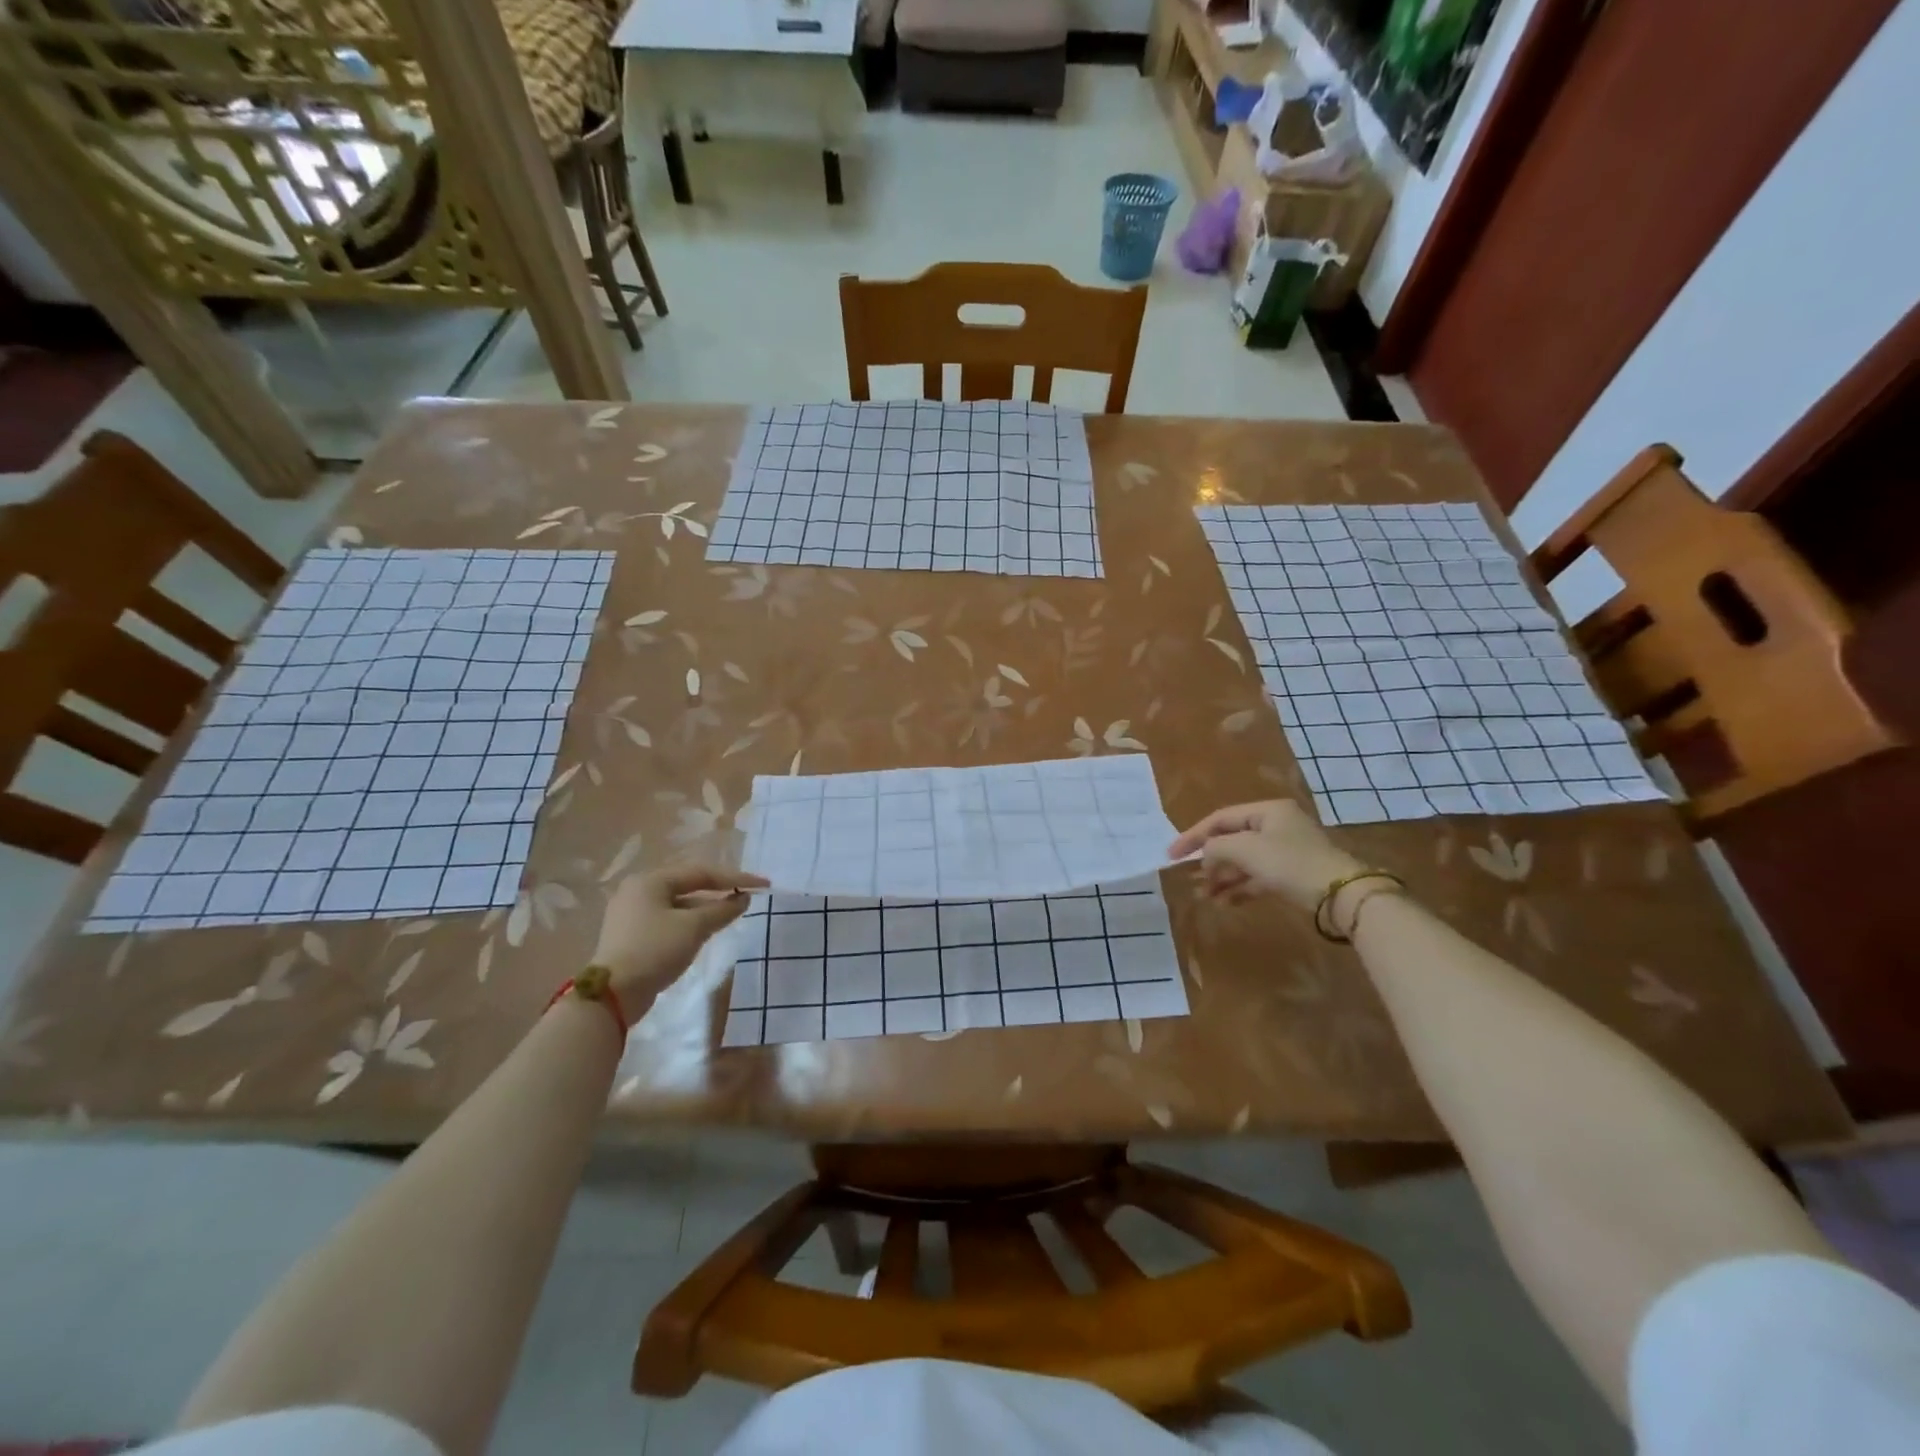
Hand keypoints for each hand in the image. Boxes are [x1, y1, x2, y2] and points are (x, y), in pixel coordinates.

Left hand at [591, 865, 766, 1001]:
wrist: (612, 995)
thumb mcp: (693, 927)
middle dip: (720, 891)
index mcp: (651, 880)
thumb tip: (744, 899)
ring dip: (706, 908)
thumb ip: (722, 910)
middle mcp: (638, 891)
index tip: (763, 885)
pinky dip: (690, 922)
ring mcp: (632, 914)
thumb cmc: (655, 950)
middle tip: (747, 897)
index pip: (701, 872)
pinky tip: (706, 930)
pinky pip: (669, 920)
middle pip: (689, 885)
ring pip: (679, 904)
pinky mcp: (632, 936)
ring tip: (732, 914)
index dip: (735, 879)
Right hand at [1169, 799, 1364, 911]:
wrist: (1340, 895)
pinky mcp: (1291, 875)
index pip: (1220, 818)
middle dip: (1209, 861)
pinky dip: (1238, 888)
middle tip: (1189, 878)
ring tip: (1203, 895)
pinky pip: (1256, 878)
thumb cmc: (1290, 863)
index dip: (1193, 836)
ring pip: (1243, 862)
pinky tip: (1223, 902)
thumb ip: (1216, 847)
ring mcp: (1285, 852)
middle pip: (1231, 840)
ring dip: (1221, 878)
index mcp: (1267, 811)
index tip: (1171, 854)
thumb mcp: (1246, 849)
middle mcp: (1276, 826)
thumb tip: (1204, 856)